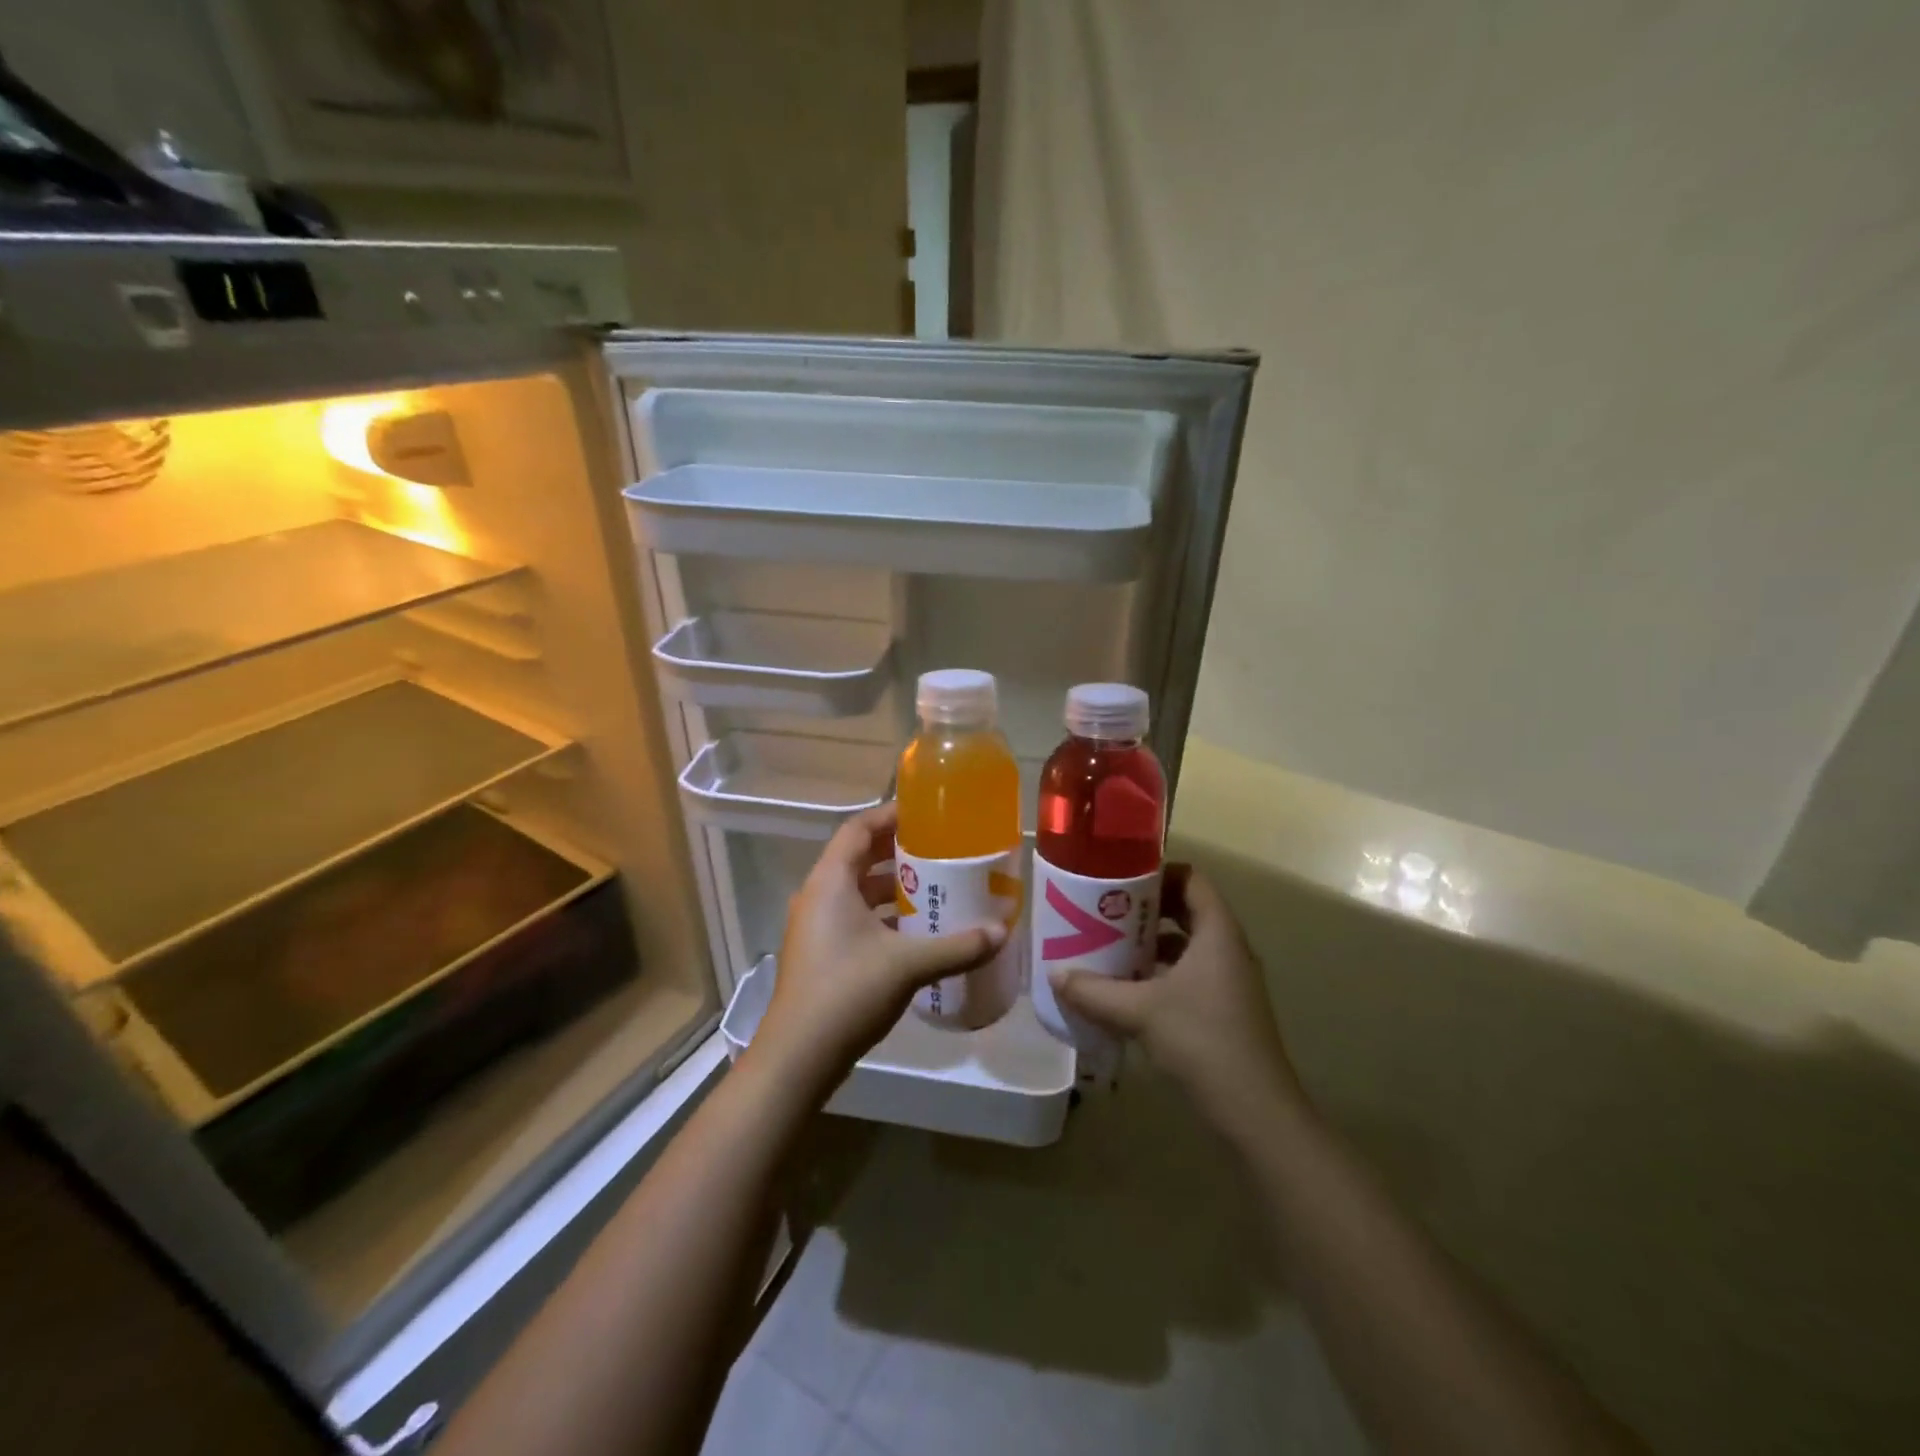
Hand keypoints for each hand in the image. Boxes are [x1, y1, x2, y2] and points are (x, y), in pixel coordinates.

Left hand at [757, 804, 1005, 1088]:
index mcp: (831, 881)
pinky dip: (882, 916)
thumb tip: (1002, 932)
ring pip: (856, 891)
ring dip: (891, 887)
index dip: (890, 815)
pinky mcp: (819, 953)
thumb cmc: (847, 993)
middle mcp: (817, 895)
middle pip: (858, 857)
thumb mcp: (908, 965)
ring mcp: (815, 926)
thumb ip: (957, 946)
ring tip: (933, 887)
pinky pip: (853, 917)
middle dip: (898, 851)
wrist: (797, 1058)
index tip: (927, 813)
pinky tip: (915, 932)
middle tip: (940, 849)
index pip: (858, 829)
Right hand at [1051, 864, 1303, 1141]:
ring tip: (1107, 946)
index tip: (1119, 878)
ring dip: (1149, 944)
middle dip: (1145, 909)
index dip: (1157, 871)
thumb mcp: (1139, 1011)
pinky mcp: (1224, 1010)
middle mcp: (1227, 949)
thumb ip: (1094, 991)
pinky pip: (1188, 974)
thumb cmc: (1202, 1041)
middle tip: (1104, 910)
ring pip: (1186, 945)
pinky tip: (1126, 990)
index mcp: (1217, 933)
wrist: (1255, 1112)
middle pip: (1186, 910)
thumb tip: (1055, 975)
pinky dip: (1159, 974)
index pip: (1191, 878)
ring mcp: (1229, 982)